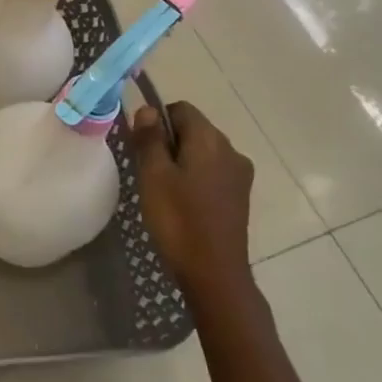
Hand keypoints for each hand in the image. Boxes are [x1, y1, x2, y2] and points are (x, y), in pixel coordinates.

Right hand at [129, 101, 254, 299]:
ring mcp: (239, 175)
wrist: (214, 273)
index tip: (142, 146)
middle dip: (169, 141)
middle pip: (194, 129)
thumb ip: (150, 138)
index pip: (181, 109)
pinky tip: (182, 203)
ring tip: (163, 189)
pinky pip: (212, 172)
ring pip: (203, 152)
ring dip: (181, 160)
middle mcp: (231, 150)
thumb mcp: (153, 174)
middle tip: (148, 170)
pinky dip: (195, 177)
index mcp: (210, 140)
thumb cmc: (178, 219)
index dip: (157, 120)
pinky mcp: (240, 196)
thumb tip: (148, 109)